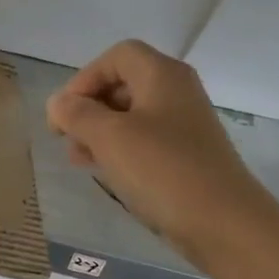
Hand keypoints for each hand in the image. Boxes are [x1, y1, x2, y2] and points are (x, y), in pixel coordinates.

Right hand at [46, 40, 277, 271]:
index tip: (64, 113)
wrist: (221, 221)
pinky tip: (103, 171)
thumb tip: (57, 103)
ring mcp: (182, 125)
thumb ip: (77, 114)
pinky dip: (118, 149)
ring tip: (78, 159)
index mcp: (162, 75)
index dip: (84, 79)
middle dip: (88, 107)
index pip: (116, 56)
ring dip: (98, 131)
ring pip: (129, 115)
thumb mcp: (109, 137)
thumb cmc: (162, 170)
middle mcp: (176, 92)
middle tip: (65, 138)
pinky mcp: (183, 154)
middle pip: (122, 83)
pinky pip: (142, 140)